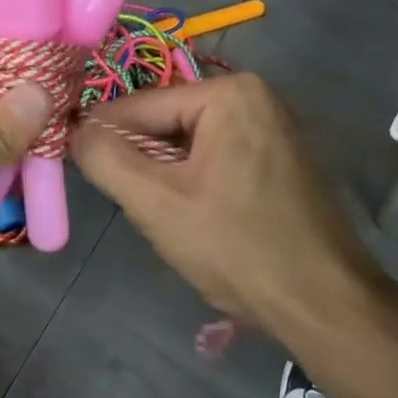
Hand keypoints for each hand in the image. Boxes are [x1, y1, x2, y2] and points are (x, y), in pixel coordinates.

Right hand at [69, 74, 397, 338]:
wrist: (324, 304)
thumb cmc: (237, 247)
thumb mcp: (156, 202)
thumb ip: (104, 157)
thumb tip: (74, 128)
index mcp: (230, 93)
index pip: (140, 105)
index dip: (101, 136)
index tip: (73, 164)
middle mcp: (257, 96)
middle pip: (168, 123)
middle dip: (141, 161)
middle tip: (129, 203)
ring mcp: (275, 128)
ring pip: (191, 144)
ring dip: (166, 176)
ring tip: (163, 216)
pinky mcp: (282, 159)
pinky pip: (218, 157)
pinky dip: (196, 181)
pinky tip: (196, 218)